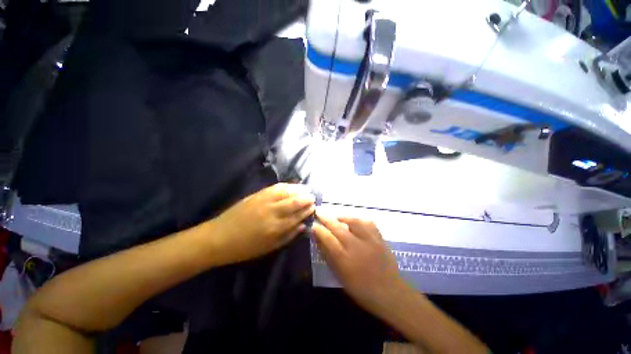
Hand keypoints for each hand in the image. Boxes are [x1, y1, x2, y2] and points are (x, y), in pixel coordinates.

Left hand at [209, 183, 314, 264]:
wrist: (219, 237)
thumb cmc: (245, 247)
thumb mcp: (269, 248)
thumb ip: (288, 236)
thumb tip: (303, 225)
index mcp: (276, 228)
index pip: (297, 216)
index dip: (307, 210)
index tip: (314, 207)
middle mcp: (272, 212)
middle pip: (294, 202)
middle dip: (306, 198)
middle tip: (313, 197)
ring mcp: (264, 201)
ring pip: (286, 192)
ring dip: (299, 190)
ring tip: (306, 190)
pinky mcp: (257, 195)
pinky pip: (275, 187)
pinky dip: (286, 186)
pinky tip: (292, 186)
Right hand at [312, 214, 409, 314]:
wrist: (390, 292)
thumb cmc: (361, 288)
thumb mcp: (340, 275)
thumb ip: (328, 255)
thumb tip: (318, 239)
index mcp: (345, 260)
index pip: (328, 239)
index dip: (318, 230)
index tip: (313, 225)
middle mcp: (357, 247)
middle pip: (338, 227)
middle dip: (326, 218)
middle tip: (319, 211)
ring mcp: (370, 240)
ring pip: (353, 221)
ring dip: (342, 216)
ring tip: (336, 217)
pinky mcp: (380, 238)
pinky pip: (368, 223)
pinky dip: (359, 219)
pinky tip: (354, 221)